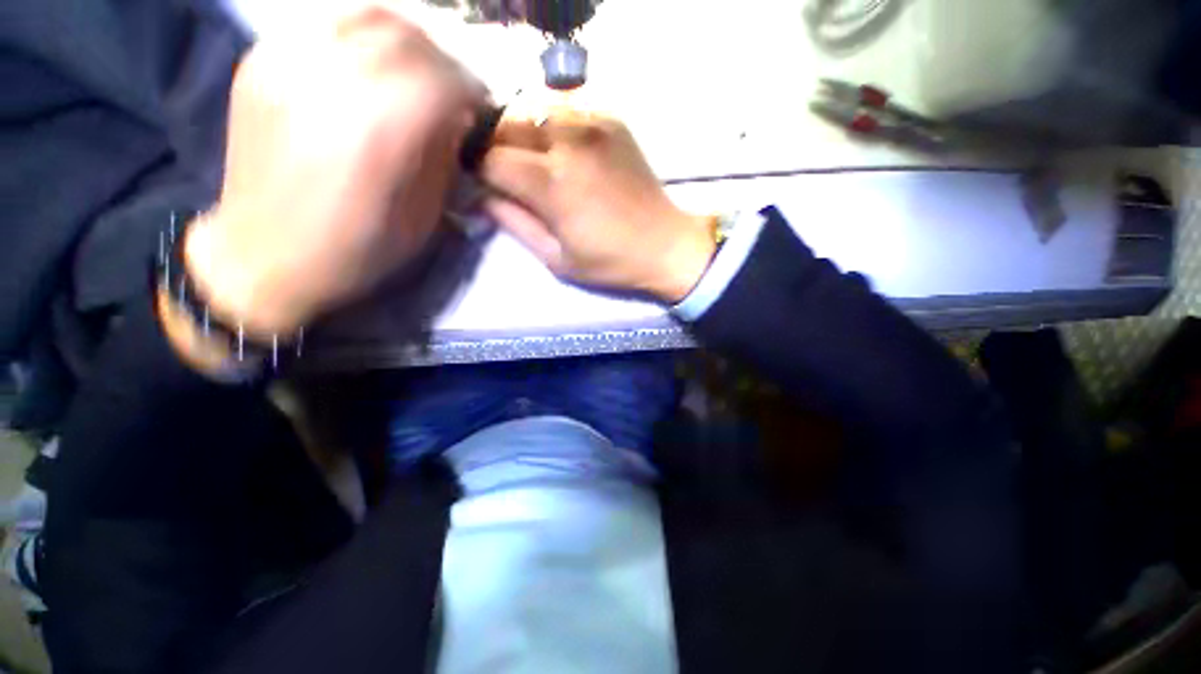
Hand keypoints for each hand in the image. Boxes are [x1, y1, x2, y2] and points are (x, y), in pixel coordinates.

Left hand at [184, 5, 484, 338]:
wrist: (265, 254)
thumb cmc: (357, 248)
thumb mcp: (423, 216)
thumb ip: (443, 159)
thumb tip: (455, 121)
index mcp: (380, 130)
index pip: (444, 78)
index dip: (472, 89)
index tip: (481, 108)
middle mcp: (332, 79)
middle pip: (408, 37)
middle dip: (443, 62)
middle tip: (452, 90)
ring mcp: (288, 60)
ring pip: (366, 14)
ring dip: (405, 40)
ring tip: (415, 71)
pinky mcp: (261, 59)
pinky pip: (326, 22)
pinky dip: (362, 36)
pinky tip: (371, 66)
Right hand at [480, 112, 715, 303]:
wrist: (664, 244)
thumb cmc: (610, 262)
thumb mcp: (557, 259)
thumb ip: (515, 224)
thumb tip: (482, 197)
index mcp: (552, 184)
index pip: (489, 157)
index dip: (477, 170)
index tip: (481, 183)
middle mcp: (567, 142)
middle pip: (505, 123)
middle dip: (493, 145)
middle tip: (504, 172)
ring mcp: (592, 125)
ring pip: (532, 109)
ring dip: (520, 131)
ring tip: (530, 159)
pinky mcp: (611, 121)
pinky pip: (564, 110)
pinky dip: (550, 125)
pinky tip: (561, 150)